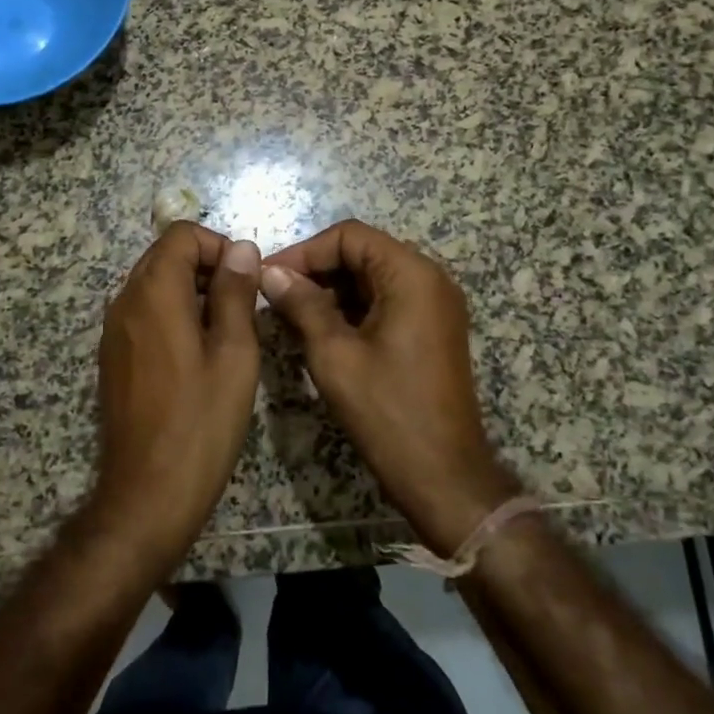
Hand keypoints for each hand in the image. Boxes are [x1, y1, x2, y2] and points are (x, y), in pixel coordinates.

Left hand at [89, 222, 262, 573]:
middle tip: (243, 305)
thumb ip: (236, 293)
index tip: (247, 280)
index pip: (181, 234)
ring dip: (192, 291)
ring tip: (226, 331)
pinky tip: (199, 354)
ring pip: (154, 284)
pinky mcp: (113, 356)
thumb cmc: (201, 421)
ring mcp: (114, 330)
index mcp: (153, 293)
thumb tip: (241, 248)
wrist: (147, 493)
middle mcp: (125, 301)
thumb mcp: (234, 353)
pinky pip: (144, 313)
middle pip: (165, 255)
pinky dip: (173, 314)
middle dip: (207, 266)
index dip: (218, 246)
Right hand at [261, 220, 521, 554]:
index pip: (350, 236)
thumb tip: (270, 272)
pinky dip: (352, 309)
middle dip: (316, 270)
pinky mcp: (432, 330)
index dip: (305, 251)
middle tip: (275, 296)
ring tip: (291, 315)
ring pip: (372, 278)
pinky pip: (386, 301)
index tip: (268, 276)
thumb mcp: (334, 355)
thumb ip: (302, 304)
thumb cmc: (387, 411)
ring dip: (331, 290)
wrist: (444, 476)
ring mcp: (435, 305)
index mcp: (412, 275)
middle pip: (363, 253)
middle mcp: (430, 279)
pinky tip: (320, 331)